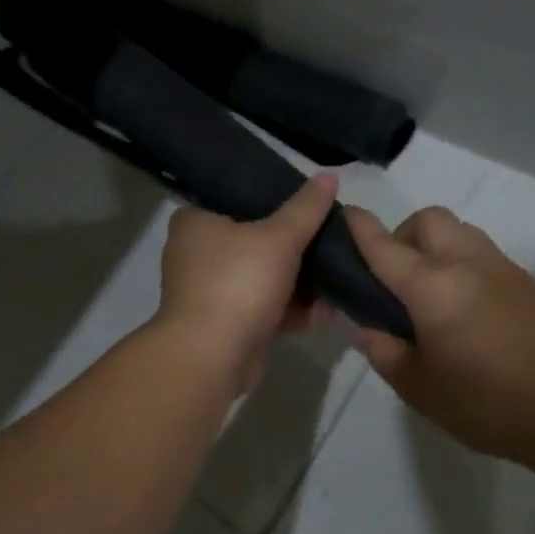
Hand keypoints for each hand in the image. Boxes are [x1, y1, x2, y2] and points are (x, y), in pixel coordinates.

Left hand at [154, 174, 338, 390]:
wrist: (210, 358)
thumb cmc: (238, 283)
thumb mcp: (279, 237)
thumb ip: (306, 208)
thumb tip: (329, 175)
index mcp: (195, 221)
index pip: (238, 198)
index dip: (275, 200)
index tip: (309, 206)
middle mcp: (196, 253)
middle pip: (255, 240)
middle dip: (296, 248)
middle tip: (330, 241)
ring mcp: (208, 292)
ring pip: (263, 278)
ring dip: (299, 283)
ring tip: (338, 275)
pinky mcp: (224, 325)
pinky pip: (264, 309)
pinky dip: (291, 310)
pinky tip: (327, 310)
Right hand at [346, 206, 534, 460]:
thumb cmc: (487, 402)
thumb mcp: (420, 389)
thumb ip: (386, 354)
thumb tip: (369, 331)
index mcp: (431, 287)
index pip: (384, 245)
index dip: (360, 226)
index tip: (345, 214)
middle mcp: (464, 263)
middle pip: (428, 218)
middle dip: (404, 233)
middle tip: (397, 275)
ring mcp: (499, 267)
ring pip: (459, 229)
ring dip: (436, 243)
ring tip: (432, 288)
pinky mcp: (525, 279)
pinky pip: (482, 251)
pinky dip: (462, 260)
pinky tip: (465, 303)